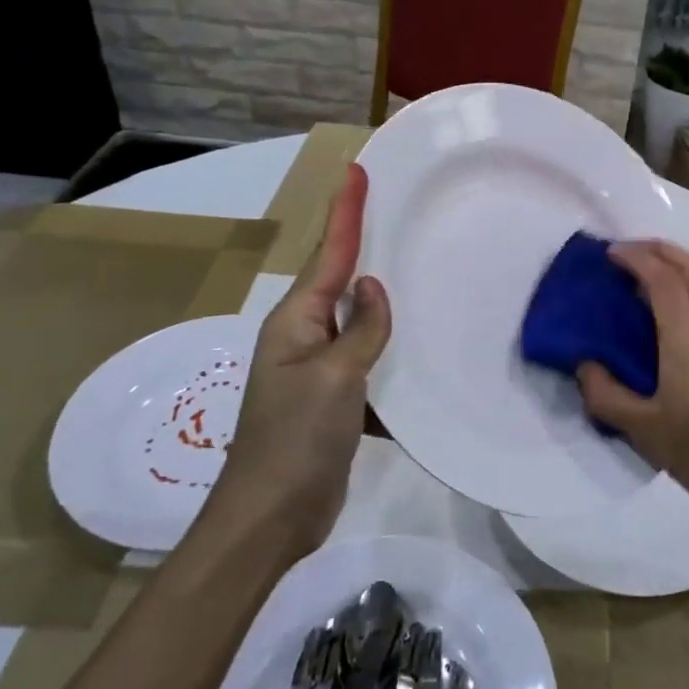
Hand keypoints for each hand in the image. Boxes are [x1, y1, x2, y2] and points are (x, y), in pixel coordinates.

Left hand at [206, 163, 390, 551]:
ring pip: (356, 319)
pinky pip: (366, 357)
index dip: (345, 211)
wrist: (271, 517)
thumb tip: (373, 288)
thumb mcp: (334, 377)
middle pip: (339, 278)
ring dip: (381, 296)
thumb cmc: (297, 439)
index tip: (357, 171)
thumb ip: (360, 329)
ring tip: (415, 265)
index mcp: (296, 320)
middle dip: (362, 242)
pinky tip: (416, 341)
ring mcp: (318, 369)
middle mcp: (303, 336)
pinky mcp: (334, 398)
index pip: (330, 254)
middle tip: (393, 208)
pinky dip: (388, 346)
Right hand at [577, 241, 688, 519]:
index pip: (665, 281)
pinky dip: (686, 296)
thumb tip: (585, 365)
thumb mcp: (642, 430)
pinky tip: (664, 325)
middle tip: (630, 252)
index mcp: (688, 343)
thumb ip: (606, 394)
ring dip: (678, 269)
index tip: (610, 253)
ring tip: (643, 282)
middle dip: (664, 249)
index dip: (637, 258)